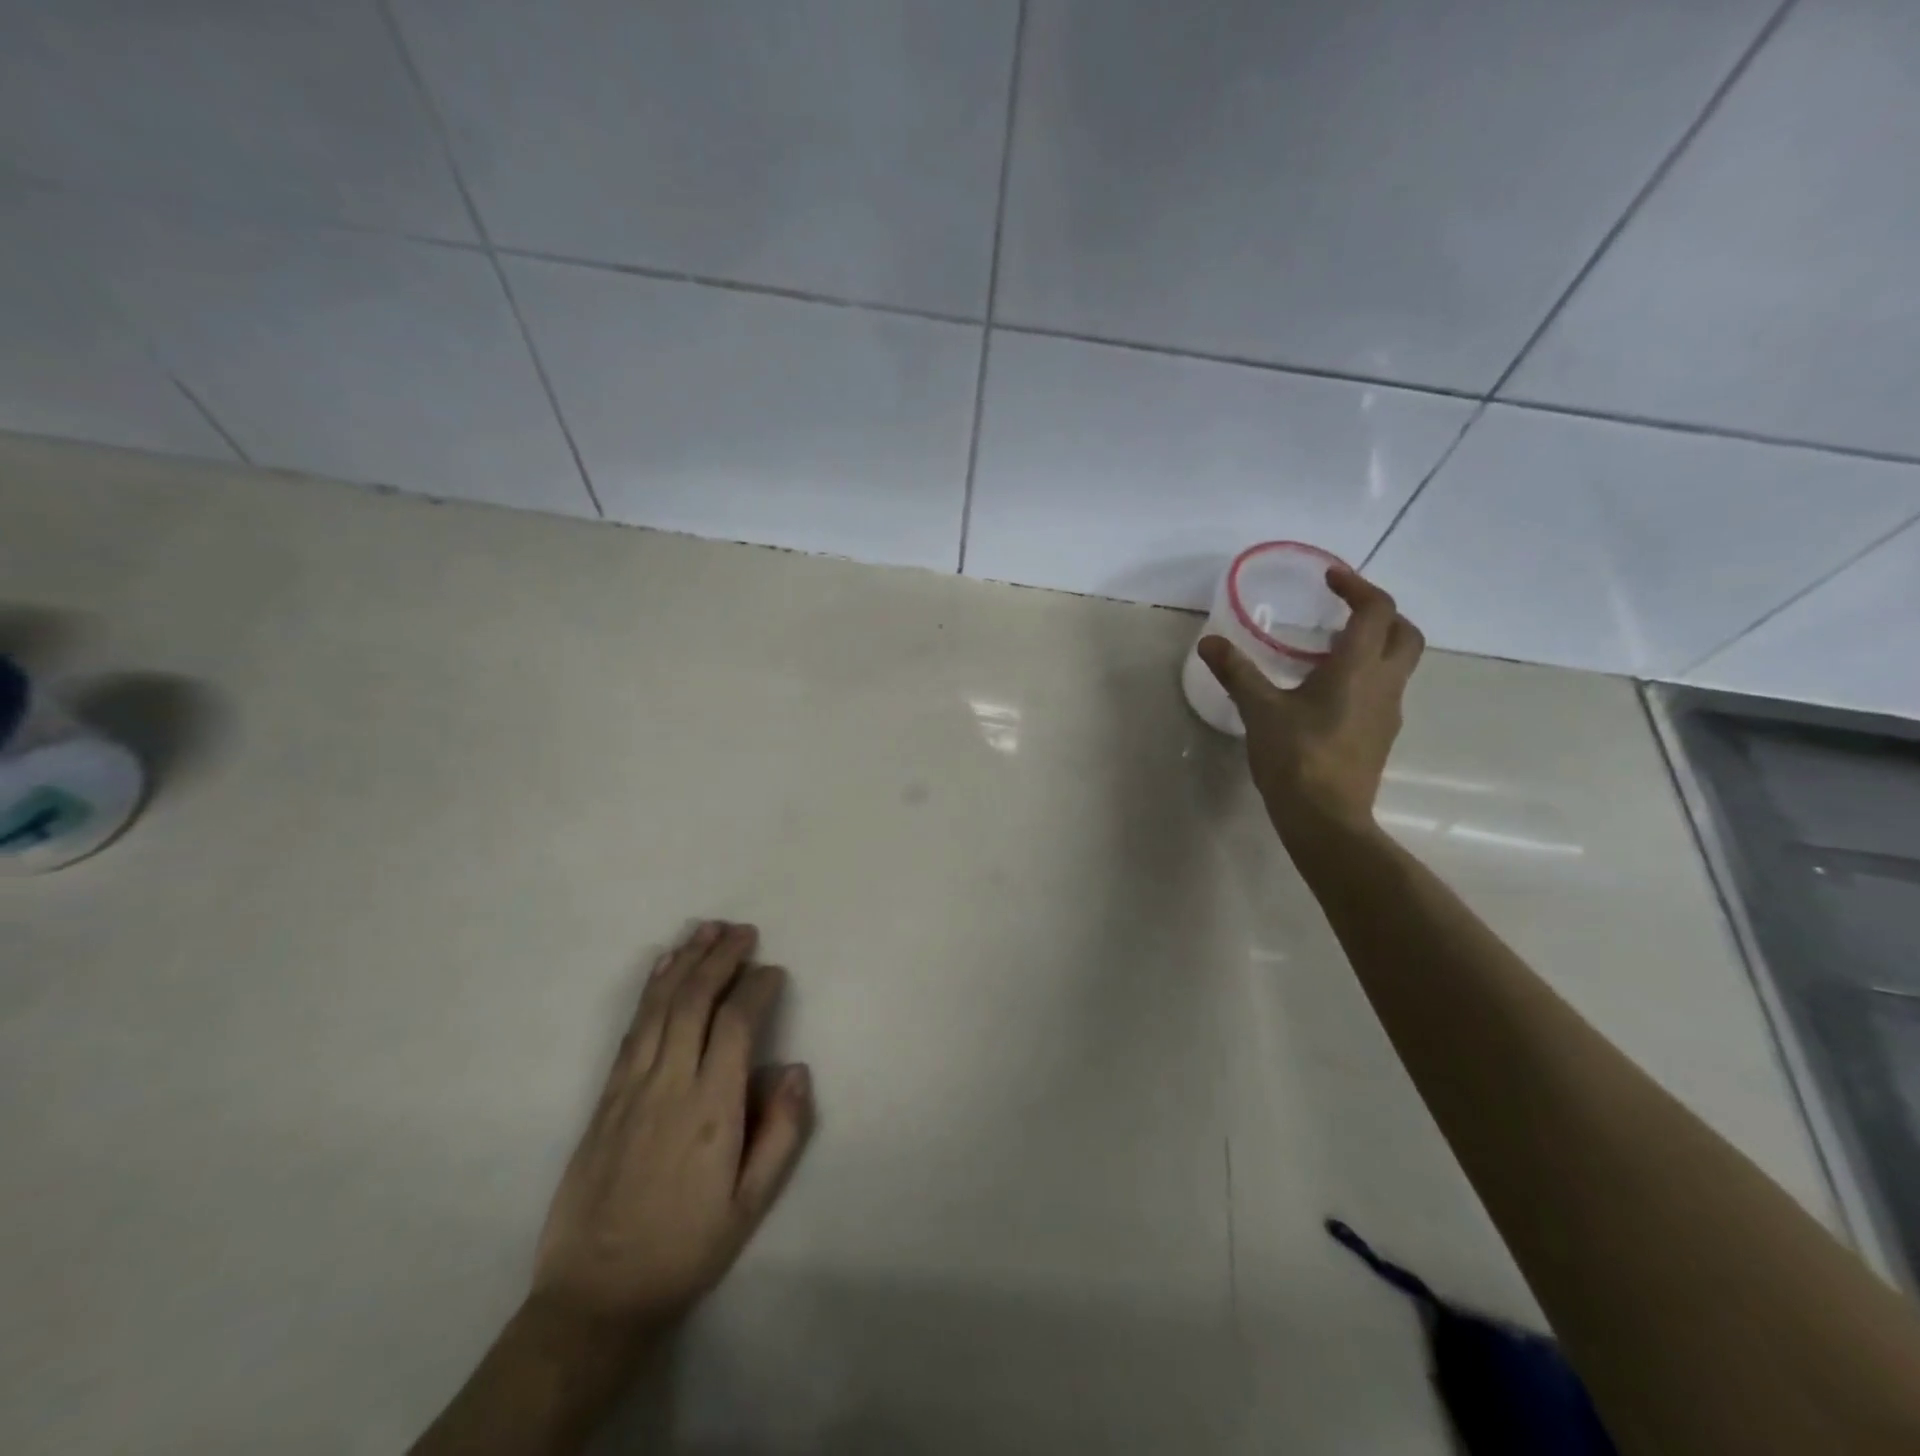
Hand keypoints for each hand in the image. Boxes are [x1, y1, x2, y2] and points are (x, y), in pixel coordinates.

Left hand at [529, 922, 812, 1345]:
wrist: (595, 1296)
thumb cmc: (685, 1249)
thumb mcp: (750, 1206)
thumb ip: (781, 1134)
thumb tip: (797, 1069)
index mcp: (711, 1109)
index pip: (737, 1025)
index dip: (757, 987)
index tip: (775, 971)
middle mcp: (669, 1085)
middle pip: (695, 1001)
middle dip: (721, 957)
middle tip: (744, 930)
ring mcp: (631, 1087)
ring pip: (660, 1006)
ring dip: (685, 961)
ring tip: (707, 928)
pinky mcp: (605, 1095)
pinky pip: (632, 1028)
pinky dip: (651, 989)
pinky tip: (663, 967)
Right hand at [1200, 564, 1422, 838]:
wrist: (1326, 818)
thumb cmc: (1296, 756)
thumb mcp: (1259, 710)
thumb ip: (1237, 672)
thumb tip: (1209, 642)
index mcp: (1358, 669)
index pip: (1377, 611)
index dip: (1358, 587)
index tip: (1331, 578)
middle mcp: (1384, 684)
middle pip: (1405, 634)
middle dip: (1381, 614)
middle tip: (1345, 612)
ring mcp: (1387, 714)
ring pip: (1398, 665)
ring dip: (1374, 647)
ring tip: (1329, 651)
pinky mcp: (1380, 737)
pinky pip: (1382, 692)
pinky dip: (1365, 677)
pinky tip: (1327, 694)